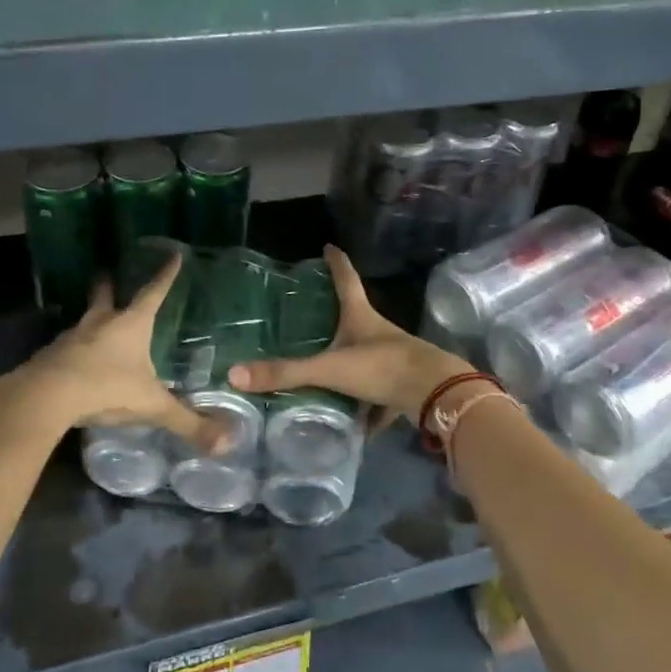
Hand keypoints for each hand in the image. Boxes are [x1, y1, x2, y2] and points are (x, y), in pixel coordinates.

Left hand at [6, 253, 221, 449]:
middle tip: (108, 273)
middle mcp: (101, 323)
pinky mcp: (50, 355)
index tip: (173, 255)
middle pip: (105, 295)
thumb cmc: (106, 388)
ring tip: (96, 325)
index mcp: (131, 325)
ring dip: (91, 319)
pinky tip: (75, 362)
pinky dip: (74, 349)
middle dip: (108, 285)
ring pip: (84, 321)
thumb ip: (187, 423)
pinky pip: (66, 347)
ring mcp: (72, 337)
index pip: (154, 293)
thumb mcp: (151, 406)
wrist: (46, 396)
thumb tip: (226, 444)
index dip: (165, 275)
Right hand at [228, 245, 471, 425]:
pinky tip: (355, 425)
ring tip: (325, 374)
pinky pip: (379, 395)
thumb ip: (286, 374)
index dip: (336, 263)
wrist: (436, 395)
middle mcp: (378, 333)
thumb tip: (234, 374)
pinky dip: (367, 408)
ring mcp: (394, 359)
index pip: (345, 280)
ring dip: (350, 364)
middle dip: (338, 316)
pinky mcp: (403, 386)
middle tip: (313, 316)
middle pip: (356, 317)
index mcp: (360, 317)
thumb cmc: (382, 367)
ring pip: (367, 358)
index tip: (328, 246)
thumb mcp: (329, 369)